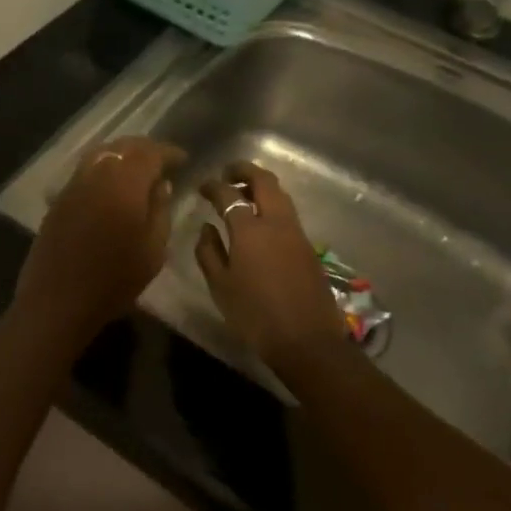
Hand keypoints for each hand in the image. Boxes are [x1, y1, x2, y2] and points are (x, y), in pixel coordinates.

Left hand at [12, 136, 185, 332]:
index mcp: (124, 183)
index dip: (168, 152)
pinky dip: (105, 166)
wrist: (58, 299)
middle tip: (163, 161)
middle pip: (124, 147)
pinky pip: (87, 168)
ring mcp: (74, 183)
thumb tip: (162, 184)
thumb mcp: (153, 250)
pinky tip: (113, 183)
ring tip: (139, 168)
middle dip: (146, 149)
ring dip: (123, 154)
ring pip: (102, 153)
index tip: (183, 159)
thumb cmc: (114, 279)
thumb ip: (160, 210)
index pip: (150, 153)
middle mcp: (97, 173)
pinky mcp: (60, 197)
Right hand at [194, 162, 345, 363]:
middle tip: (228, 173)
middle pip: (264, 181)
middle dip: (245, 171)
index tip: (203, 186)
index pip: (228, 195)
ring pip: (280, 194)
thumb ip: (208, 251)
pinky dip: (272, 204)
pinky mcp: (307, 246)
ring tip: (243, 193)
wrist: (306, 340)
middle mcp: (276, 222)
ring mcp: (296, 233)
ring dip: (261, 186)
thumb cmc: (255, 315)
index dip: (213, 186)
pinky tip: (261, 220)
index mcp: (250, 229)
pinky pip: (288, 212)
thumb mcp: (220, 286)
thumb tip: (207, 227)